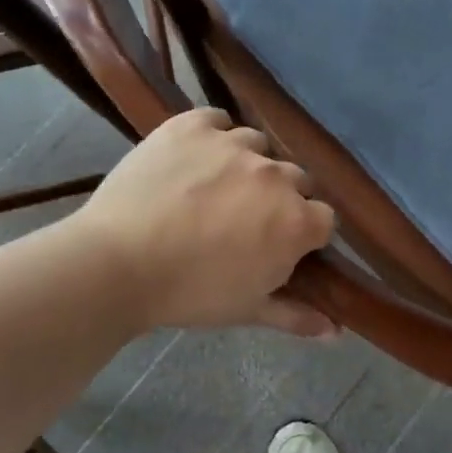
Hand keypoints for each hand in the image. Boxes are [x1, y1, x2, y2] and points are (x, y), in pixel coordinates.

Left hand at [78, 108, 337, 336]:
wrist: (116, 264)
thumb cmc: (188, 294)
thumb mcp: (247, 309)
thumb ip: (296, 315)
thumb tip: (336, 332)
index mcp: (295, 221)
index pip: (324, 217)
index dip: (305, 233)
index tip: (281, 246)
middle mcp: (275, 175)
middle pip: (295, 179)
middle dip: (279, 198)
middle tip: (245, 220)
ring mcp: (234, 144)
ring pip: (257, 146)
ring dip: (247, 165)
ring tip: (215, 187)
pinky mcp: (194, 125)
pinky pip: (217, 120)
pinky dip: (212, 134)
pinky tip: (195, 156)